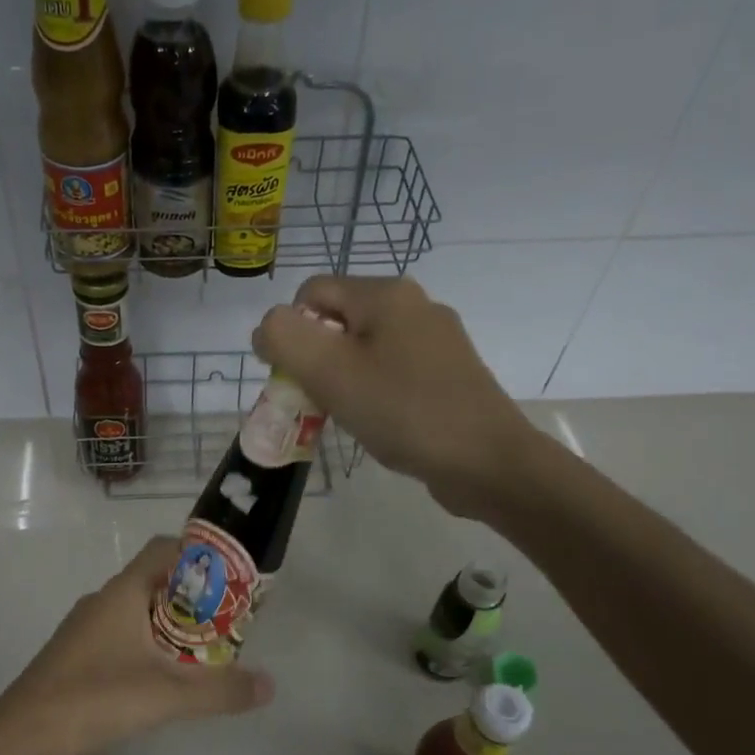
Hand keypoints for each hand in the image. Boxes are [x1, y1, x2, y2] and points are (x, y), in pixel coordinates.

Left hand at [0, 537, 273, 754]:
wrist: (19, 739)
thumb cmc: (92, 700)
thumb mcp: (166, 696)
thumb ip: (220, 690)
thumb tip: (270, 685)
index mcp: (123, 592)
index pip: (165, 549)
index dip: (200, 555)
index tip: (233, 576)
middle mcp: (104, 601)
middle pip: (157, 581)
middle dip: (195, 597)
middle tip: (231, 620)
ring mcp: (87, 630)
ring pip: (140, 612)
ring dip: (174, 624)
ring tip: (208, 651)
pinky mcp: (79, 657)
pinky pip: (125, 637)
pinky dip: (152, 647)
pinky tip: (166, 679)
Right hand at [253, 275, 538, 518]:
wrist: (486, 461)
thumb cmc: (402, 410)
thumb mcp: (328, 371)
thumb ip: (284, 338)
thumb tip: (268, 329)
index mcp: (386, 294)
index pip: (310, 293)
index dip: (290, 333)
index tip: (298, 378)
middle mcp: (414, 305)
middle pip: (338, 321)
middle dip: (317, 360)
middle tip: (321, 401)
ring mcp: (437, 340)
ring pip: (364, 349)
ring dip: (343, 380)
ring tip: (351, 416)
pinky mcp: (449, 373)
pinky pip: (392, 371)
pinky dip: (374, 393)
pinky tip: (381, 423)